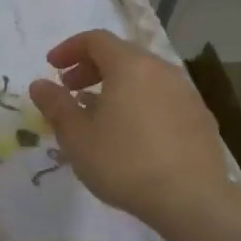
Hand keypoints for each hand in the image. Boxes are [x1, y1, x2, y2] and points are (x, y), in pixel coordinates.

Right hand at [28, 30, 230, 233]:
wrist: (191, 200)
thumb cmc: (124, 162)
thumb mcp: (77, 136)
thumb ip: (55, 105)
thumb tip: (40, 84)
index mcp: (130, 66)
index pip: (96, 40)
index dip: (69, 49)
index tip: (52, 66)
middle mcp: (161, 70)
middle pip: (122, 55)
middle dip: (91, 68)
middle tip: (70, 89)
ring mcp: (186, 93)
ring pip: (144, 77)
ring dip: (116, 86)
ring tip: (98, 114)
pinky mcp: (200, 118)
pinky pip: (162, 98)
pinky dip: (139, 103)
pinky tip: (131, 133)